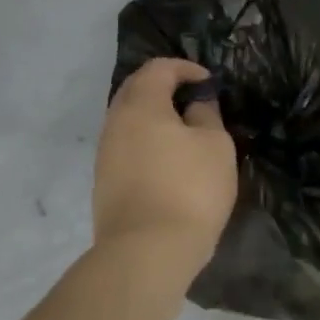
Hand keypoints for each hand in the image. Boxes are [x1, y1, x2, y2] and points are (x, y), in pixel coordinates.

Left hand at [94, 58, 237, 274]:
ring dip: (153, 118)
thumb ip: (206, 115)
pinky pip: (126, 148)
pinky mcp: (104, 183)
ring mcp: (105, 154)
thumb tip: (195, 104)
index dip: (185, 68)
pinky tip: (167, 161)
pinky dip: (146, 143)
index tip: (209, 83)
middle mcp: (115, 123)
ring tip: (183, 132)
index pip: (158, 69)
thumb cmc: (190, 189)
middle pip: (135, 91)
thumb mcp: (215, 146)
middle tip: (193, 100)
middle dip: (164, 88)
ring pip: (128, 121)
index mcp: (141, 106)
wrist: (147, 251)